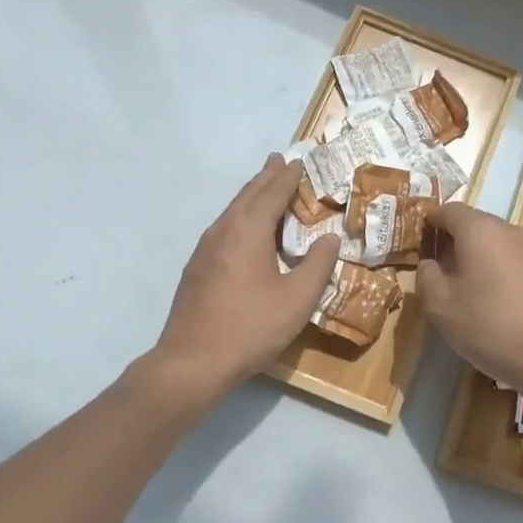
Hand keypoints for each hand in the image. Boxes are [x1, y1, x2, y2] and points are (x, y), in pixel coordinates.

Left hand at [152, 154, 339, 401]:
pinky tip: (246, 230)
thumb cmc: (250, 327)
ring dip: (252, 195)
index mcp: (248, 230)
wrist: (191, 362)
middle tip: (280, 159)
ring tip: (265, 185)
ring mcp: (205, 248)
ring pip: (233, 210)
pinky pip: (224, 227)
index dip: (288, 176)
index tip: (301, 161)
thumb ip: (318, 265)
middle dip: (266, 176)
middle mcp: (223, 230)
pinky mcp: (197, 267)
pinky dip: (241, 215)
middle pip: (248, 194)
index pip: (272, 192)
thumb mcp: (297, 299)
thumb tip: (331, 238)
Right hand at [418, 203, 522, 396]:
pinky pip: (514, 261)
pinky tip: (498, 303)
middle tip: (440, 272)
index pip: (448, 210)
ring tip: (469, 290)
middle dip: (454, 242)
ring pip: (496, 243)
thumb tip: (430, 263)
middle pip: (474, 224)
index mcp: (479, 229)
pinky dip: (500, 272)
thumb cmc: (488, 325)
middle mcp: (509, 229)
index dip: (431, 223)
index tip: (420, 243)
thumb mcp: (439, 304)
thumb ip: (426, 275)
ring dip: (479, 258)